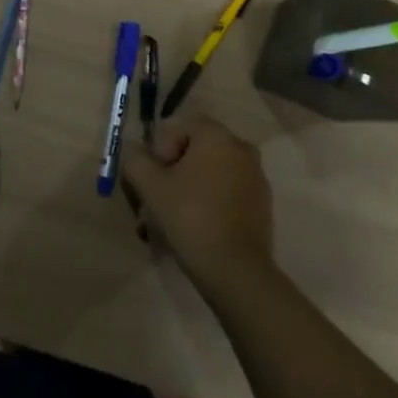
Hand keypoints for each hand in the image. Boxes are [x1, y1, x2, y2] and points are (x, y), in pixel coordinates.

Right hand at [121, 116, 273, 292]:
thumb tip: (135, 152)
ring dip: (190, 188)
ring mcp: (256, 177)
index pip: (181, 127)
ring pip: (212, 173)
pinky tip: (197, 228)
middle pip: (197, 150)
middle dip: (174, 171)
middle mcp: (241, 148)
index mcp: (217, 136)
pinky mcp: (262, 204)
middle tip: (158, 199)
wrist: (236, 270)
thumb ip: (136, 160)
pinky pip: (228, 192)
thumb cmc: (190, 217)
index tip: (154, 178)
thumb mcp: (150, 186)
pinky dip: (211, 202)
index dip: (161, 150)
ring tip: (173, 219)